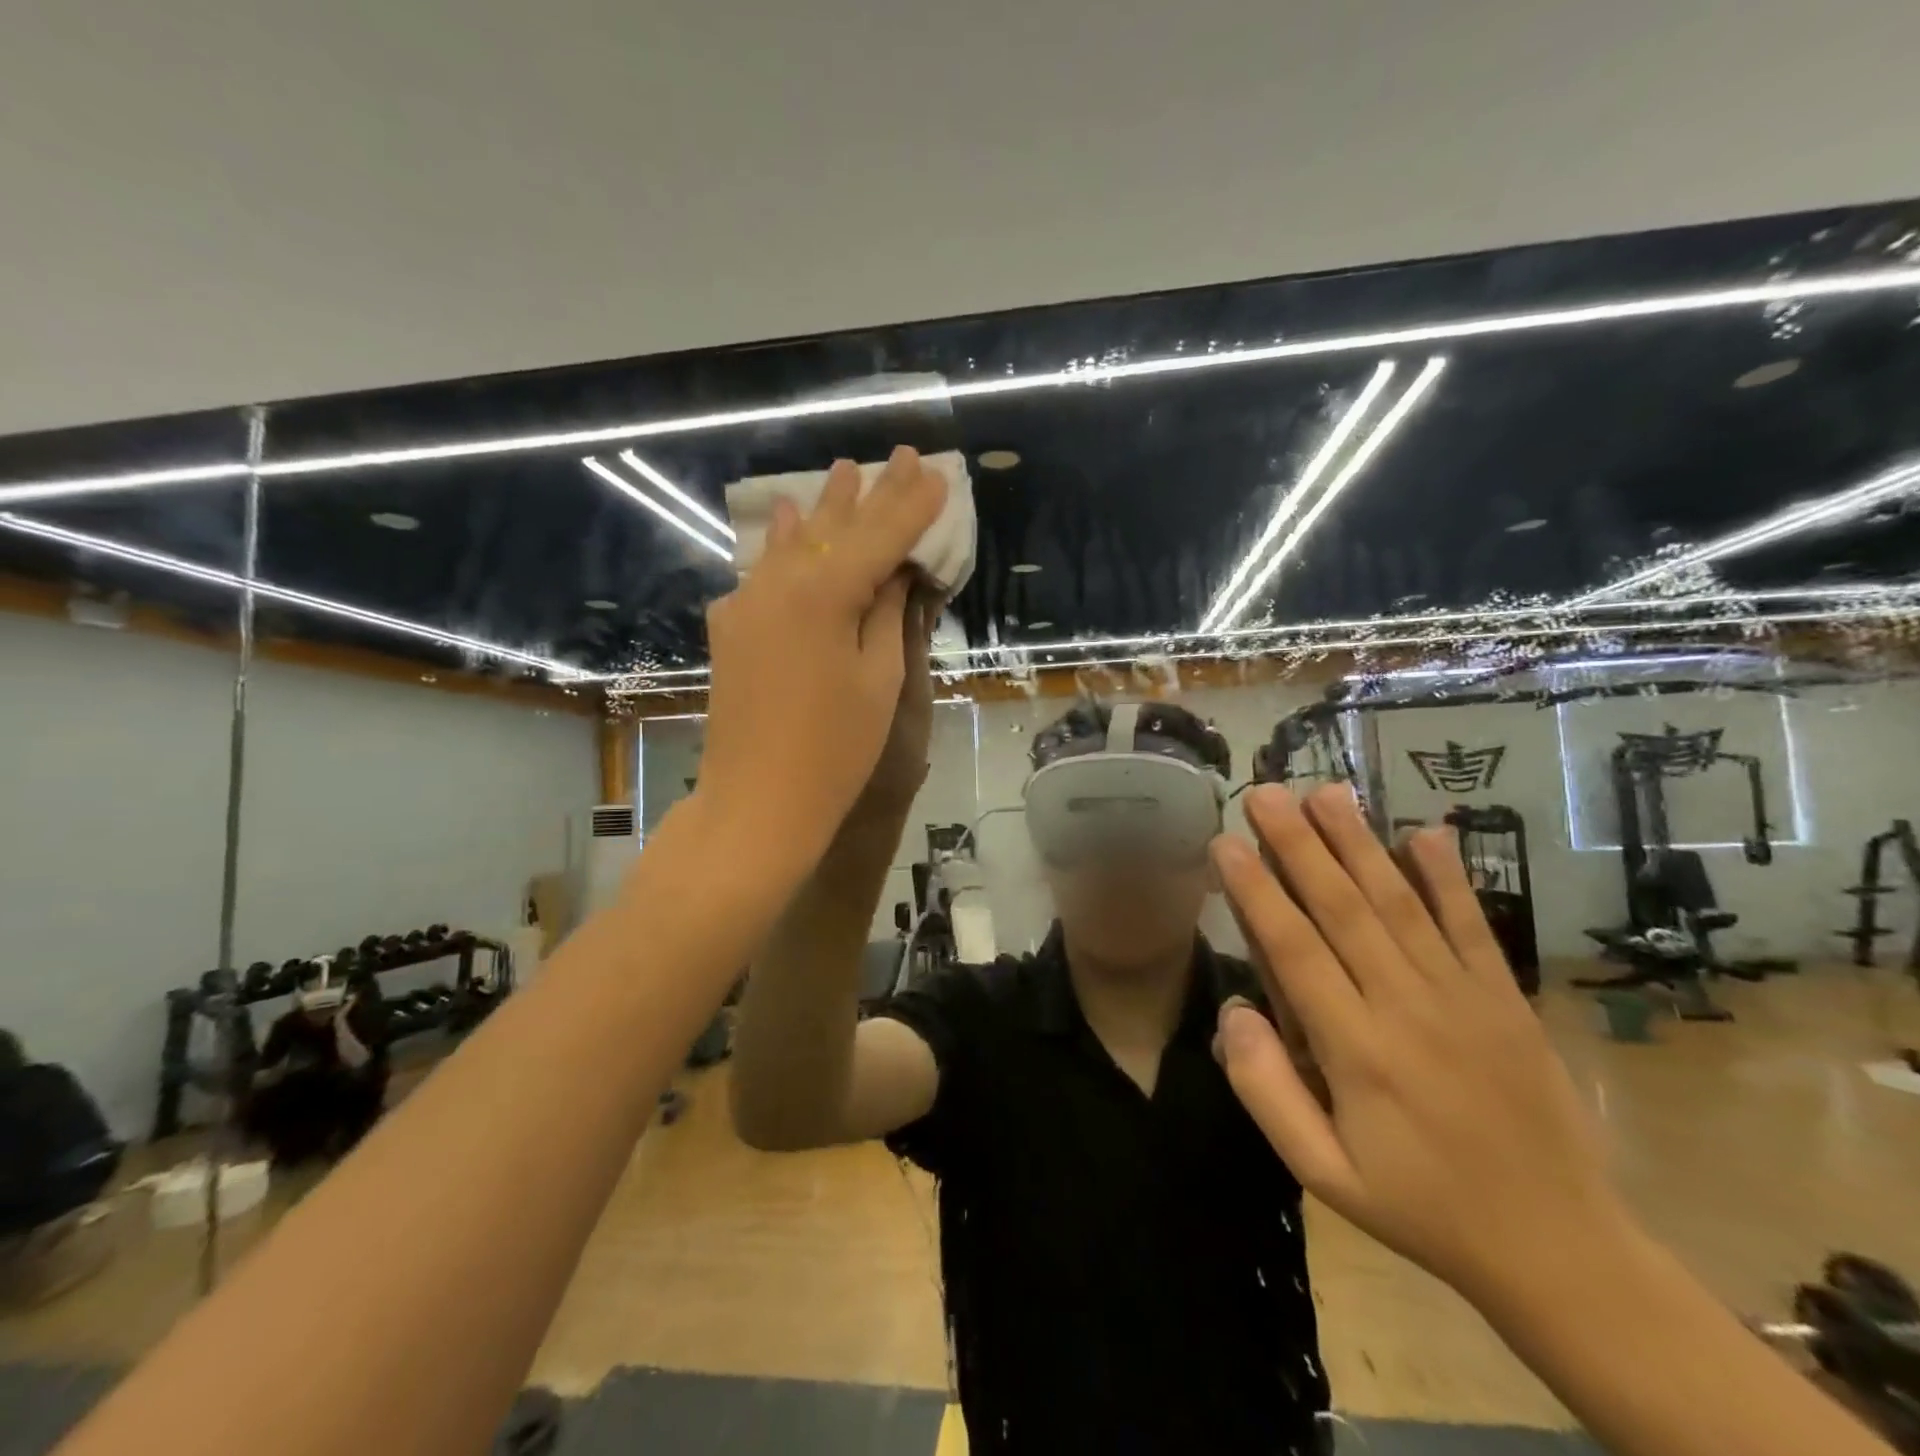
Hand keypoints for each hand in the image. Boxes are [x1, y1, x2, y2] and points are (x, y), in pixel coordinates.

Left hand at [699, 446, 946, 855]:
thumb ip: (886, 614)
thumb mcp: (878, 680)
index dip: (911, 506)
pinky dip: (783, 544)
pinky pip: (764, 571)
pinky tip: (787, 520)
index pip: (879, 536)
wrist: (757, 802)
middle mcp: (778, 584)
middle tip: (896, 455)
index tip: (936, 473)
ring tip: (843, 471)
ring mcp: (746, 604)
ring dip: (823, 509)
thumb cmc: (835, 750)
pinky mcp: (731, 628)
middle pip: (834, 529)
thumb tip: (894, 571)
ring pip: (793, 543)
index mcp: (823, 594)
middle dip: (869, 493)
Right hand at [1209, 783, 1623, 1305]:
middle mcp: (1408, 1007)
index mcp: (1359, 1051)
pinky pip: (1473, 927)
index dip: (1256, 893)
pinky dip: (1448, 878)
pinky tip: (1424, 832)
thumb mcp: (1323, 1173)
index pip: (1295, 951)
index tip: (1225, 843)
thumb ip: (1267, 1091)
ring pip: (1400, 903)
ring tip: (1327, 791)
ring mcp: (1464, 997)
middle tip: (1265, 793)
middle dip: (1299, 845)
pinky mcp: (1506, 999)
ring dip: (1359, 843)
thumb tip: (1234, 1010)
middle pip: (1344, 909)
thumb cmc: (1421, 1207)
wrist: (1560, 1249)